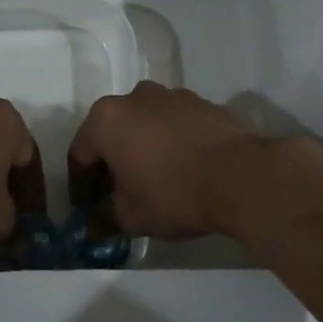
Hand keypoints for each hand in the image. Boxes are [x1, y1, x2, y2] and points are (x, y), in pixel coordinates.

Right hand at [68, 81, 281, 240]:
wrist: (242, 175)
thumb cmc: (173, 193)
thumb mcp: (131, 216)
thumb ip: (105, 217)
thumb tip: (94, 225)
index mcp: (106, 119)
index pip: (80, 153)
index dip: (80, 185)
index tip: (87, 208)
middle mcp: (134, 97)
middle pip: (112, 132)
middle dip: (111, 163)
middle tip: (117, 194)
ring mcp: (171, 95)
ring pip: (145, 125)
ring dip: (142, 149)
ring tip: (153, 180)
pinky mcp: (203, 103)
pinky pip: (174, 124)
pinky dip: (171, 143)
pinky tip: (183, 169)